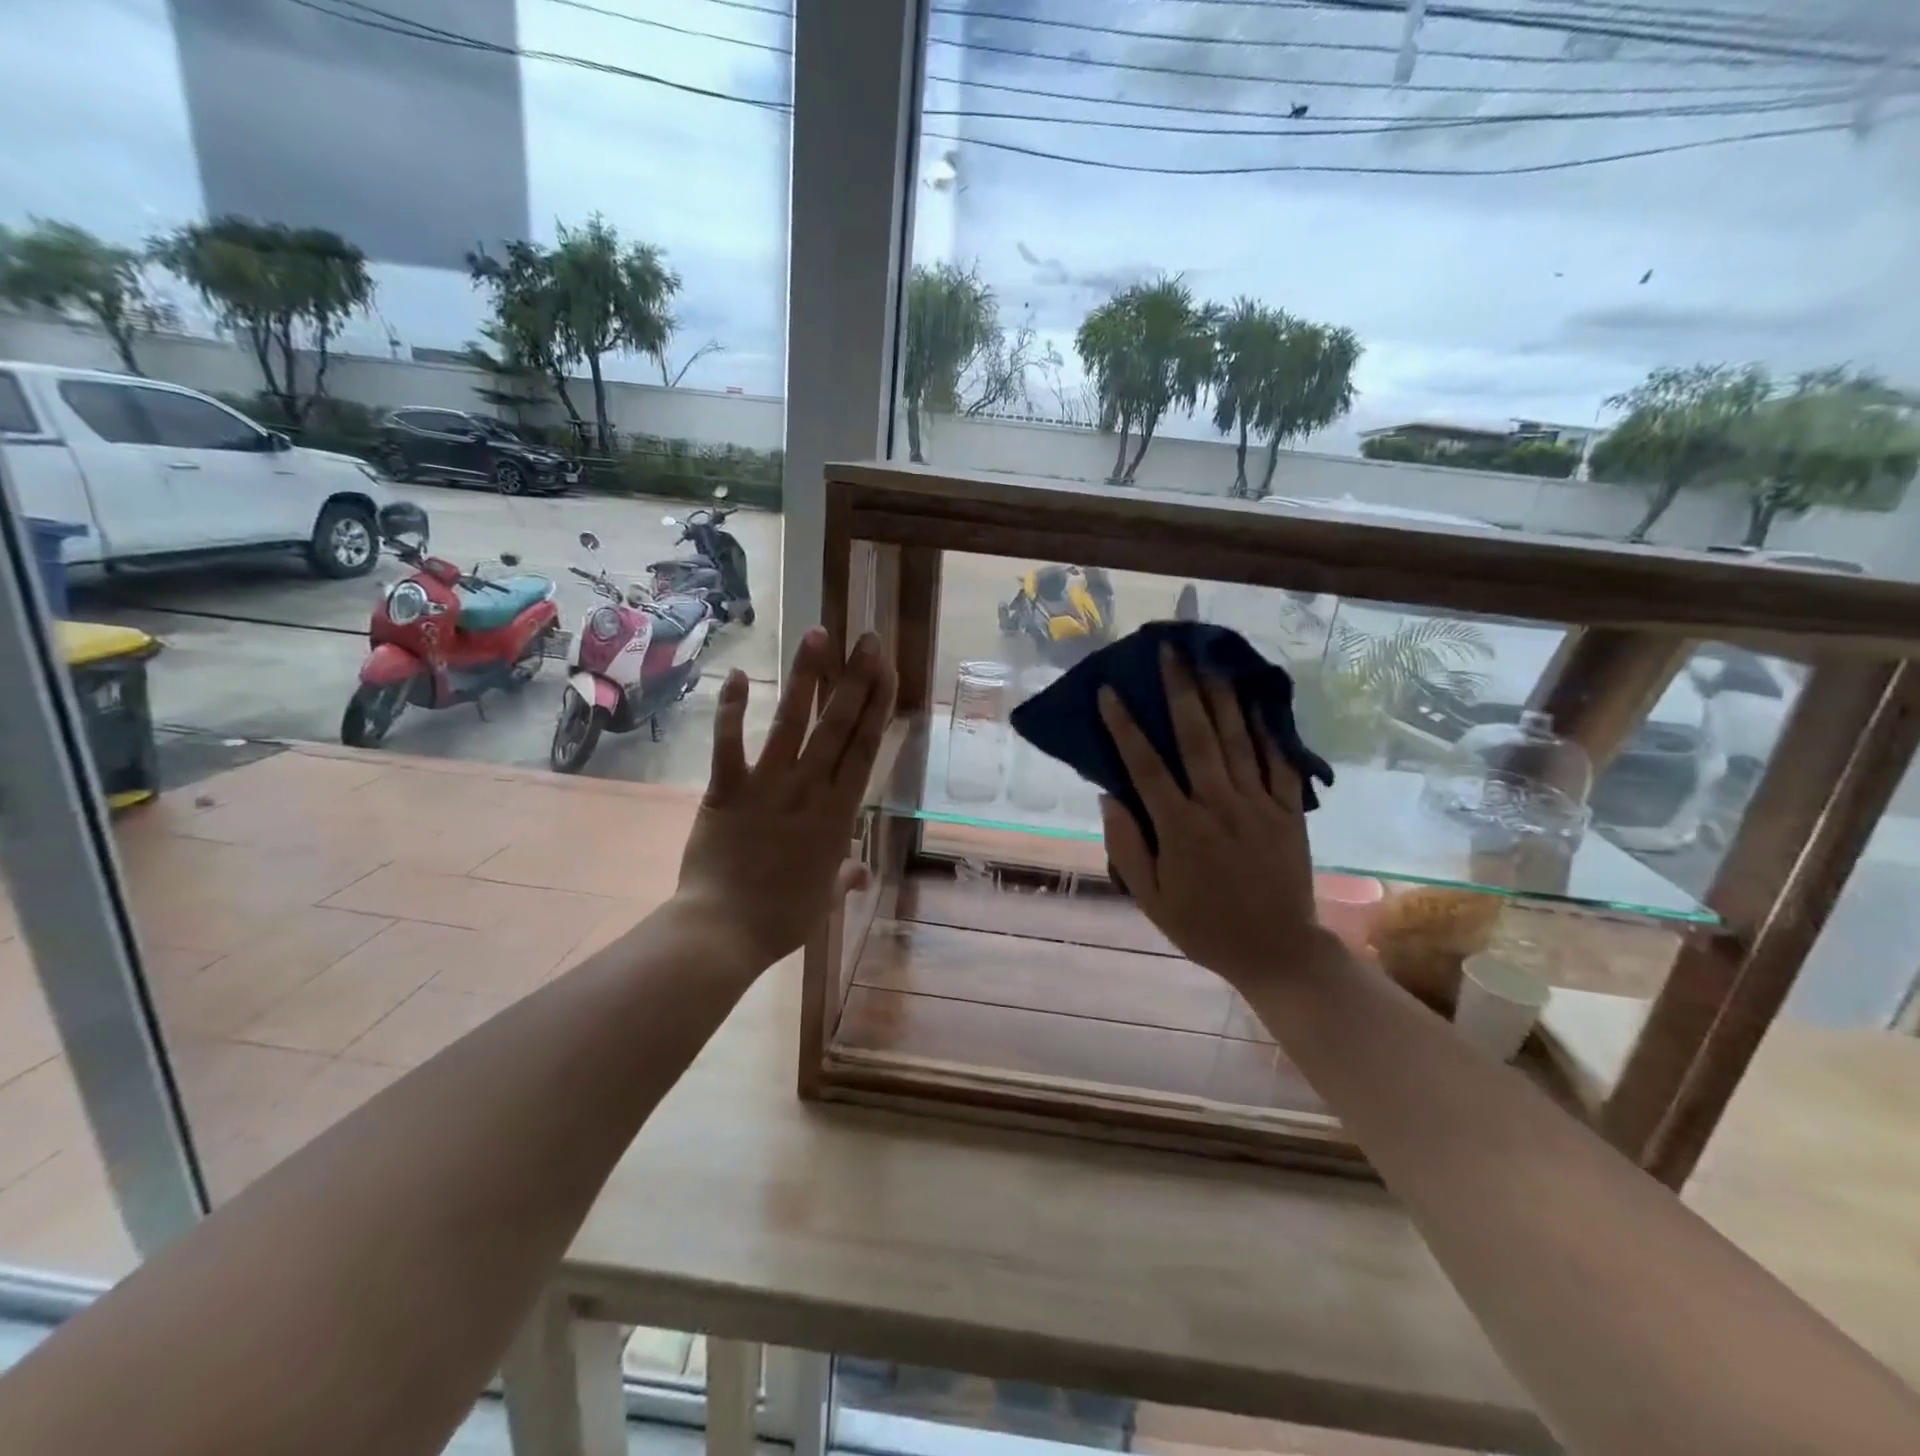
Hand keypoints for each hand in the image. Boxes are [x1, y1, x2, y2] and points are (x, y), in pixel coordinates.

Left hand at [675, 626, 895, 973]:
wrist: (723, 933)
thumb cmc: (782, 919)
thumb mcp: (824, 898)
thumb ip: (843, 877)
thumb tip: (859, 873)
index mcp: (839, 815)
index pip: (865, 749)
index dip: (879, 706)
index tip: (888, 672)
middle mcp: (809, 790)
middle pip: (838, 726)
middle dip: (855, 679)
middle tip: (866, 640)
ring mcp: (767, 786)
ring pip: (792, 723)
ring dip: (806, 678)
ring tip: (817, 635)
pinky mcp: (726, 790)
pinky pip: (729, 744)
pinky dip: (731, 709)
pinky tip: (734, 674)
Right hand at [1097, 645, 1338, 994]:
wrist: (1277, 951)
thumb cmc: (1203, 926)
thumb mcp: (1149, 898)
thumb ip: (1126, 846)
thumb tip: (1109, 795)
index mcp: (1180, 828)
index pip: (1145, 767)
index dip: (1124, 726)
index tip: (1109, 691)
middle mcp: (1219, 806)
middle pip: (1197, 737)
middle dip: (1180, 689)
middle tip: (1169, 650)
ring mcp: (1259, 805)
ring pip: (1238, 740)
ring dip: (1221, 696)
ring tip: (1209, 658)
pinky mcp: (1288, 811)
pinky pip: (1279, 762)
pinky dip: (1268, 728)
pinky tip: (1256, 700)